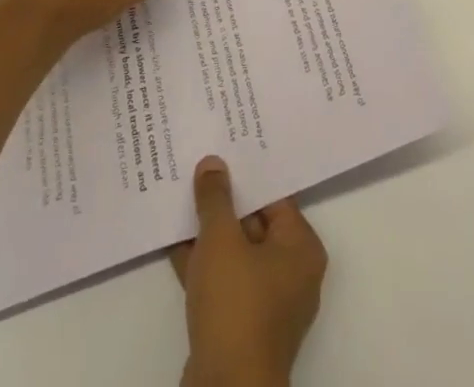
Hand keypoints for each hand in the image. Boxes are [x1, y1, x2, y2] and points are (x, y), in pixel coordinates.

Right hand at [171, 157, 326, 386]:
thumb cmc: (236, 304)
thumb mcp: (221, 239)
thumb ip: (216, 198)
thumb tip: (213, 163)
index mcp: (301, 248)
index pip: (274, 197)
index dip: (246, 172)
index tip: (224, 148)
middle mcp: (291, 273)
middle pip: (254, 223)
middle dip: (224, 201)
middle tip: (197, 166)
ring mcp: (267, 303)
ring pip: (234, 252)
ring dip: (208, 232)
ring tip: (179, 196)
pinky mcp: (241, 326)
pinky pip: (222, 280)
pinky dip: (201, 262)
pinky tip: (172, 239)